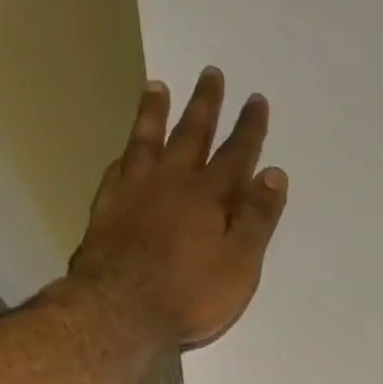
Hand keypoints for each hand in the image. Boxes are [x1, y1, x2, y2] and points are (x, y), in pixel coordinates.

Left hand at [70, 68, 287, 348]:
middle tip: (211, 73)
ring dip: (155, 113)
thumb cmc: (189, 294)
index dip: (249, 129)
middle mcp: (172, 183)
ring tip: (158, 87)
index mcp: (209, 197)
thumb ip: (257, 219)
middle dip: (205, 106)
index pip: (236, 155)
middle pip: (191, 135)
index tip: (256, 100)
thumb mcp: (239, 264)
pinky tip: (127, 149)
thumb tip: (274, 174)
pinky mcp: (108, 209)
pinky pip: (119, 168)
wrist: (120, 310)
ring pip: (147, 142)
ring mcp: (135, 192)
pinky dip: (127, 153)